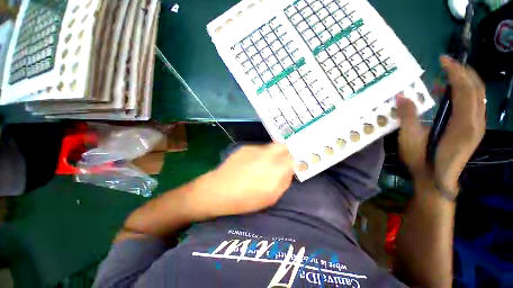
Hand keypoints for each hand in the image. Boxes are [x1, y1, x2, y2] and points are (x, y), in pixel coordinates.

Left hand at [193, 143, 294, 217]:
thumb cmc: (245, 199)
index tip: (291, 166)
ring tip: (265, 163)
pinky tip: (251, 162)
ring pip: (271, 146)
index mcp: (276, 169)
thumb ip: (283, 182)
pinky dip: (260, 154)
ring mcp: (256, 149)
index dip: (294, 162)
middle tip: (281, 161)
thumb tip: (288, 172)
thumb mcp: (270, 198)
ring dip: (273, 153)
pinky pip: (258, 148)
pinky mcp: (246, 148)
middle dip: (286, 153)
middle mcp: (268, 155)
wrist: (218, 190)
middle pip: (284, 146)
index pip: (293, 159)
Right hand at [397, 56, 485, 192]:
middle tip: (446, 63)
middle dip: (462, 72)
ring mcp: (478, 126)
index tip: (443, 60)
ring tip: (448, 75)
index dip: (455, 71)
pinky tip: (452, 94)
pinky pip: (475, 104)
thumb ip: (408, 116)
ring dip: (465, 81)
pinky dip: (466, 93)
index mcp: (463, 123)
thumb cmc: (422, 160)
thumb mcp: (410, 139)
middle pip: (476, 89)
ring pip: (478, 96)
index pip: (465, 89)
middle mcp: (476, 122)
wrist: (437, 180)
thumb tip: (401, 96)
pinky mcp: (475, 130)